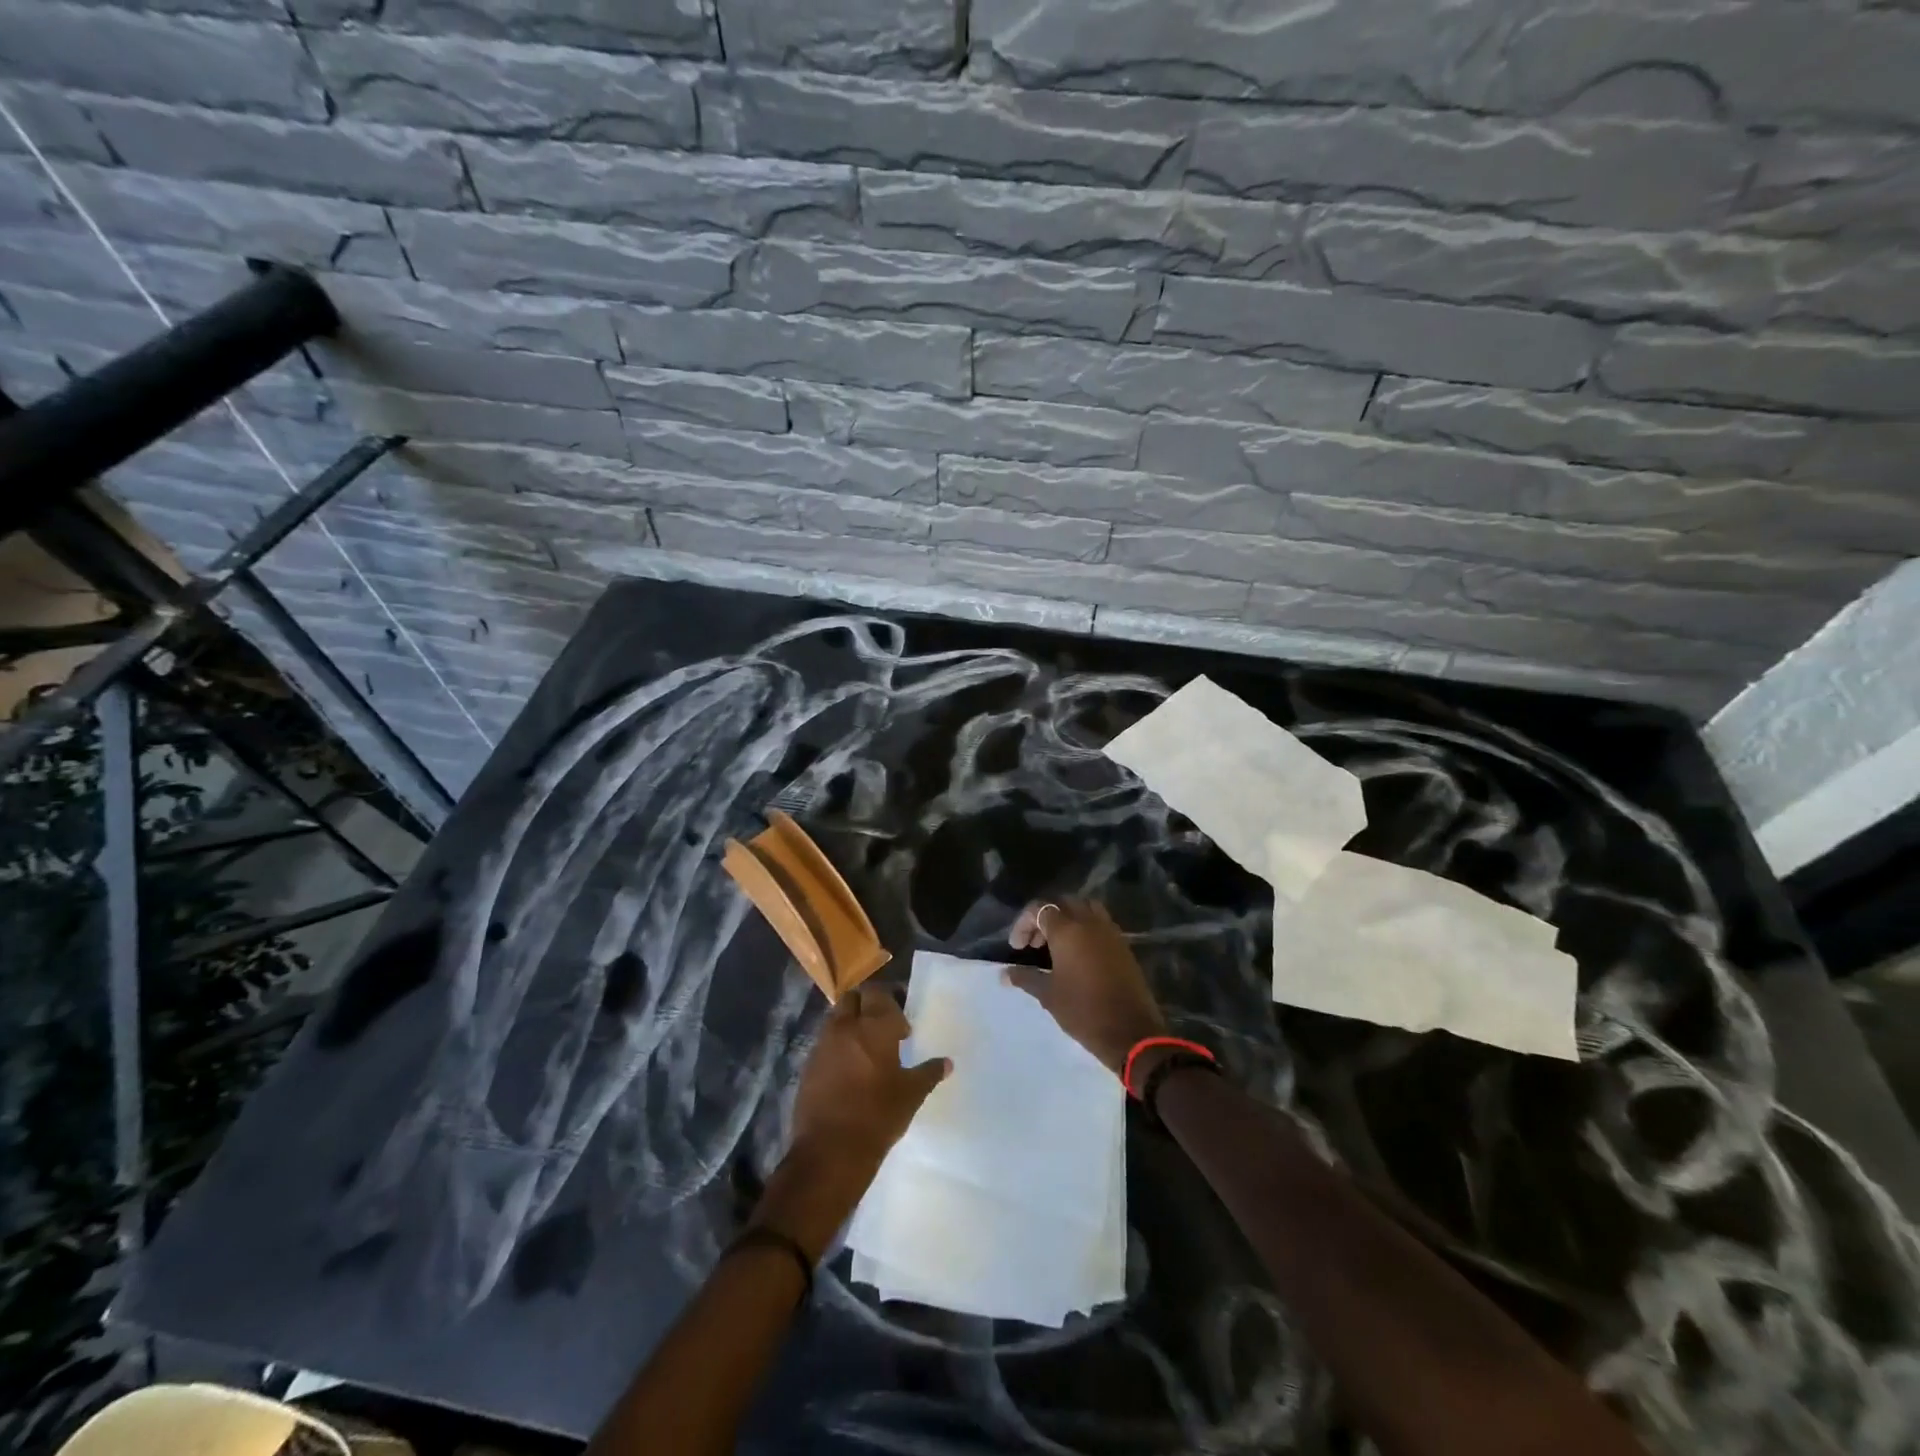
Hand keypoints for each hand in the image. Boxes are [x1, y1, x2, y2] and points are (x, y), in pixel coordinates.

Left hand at [791, 985, 949, 1172]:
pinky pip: (824, 1043)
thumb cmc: (878, 1116)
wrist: (830, 1152)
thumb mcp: (911, 1095)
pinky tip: (849, 1069)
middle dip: (867, 1005)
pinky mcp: (808, 1065)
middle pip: (853, 998)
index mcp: (873, 1027)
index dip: (892, 1001)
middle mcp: (845, 1027)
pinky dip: (837, 1046)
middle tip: (882, 1026)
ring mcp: (823, 1045)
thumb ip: (928, 1073)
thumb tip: (947, 1062)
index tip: (903, 1024)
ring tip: (866, 1049)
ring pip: (836, 1018)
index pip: (879, 993)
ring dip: (850, 1024)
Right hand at [1005, 900, 1166, 1075]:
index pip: (1040, 909)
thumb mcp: (1048, 995)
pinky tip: (1078, 955)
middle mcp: (1089, 923)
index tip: (1017, 948)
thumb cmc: (1083, 1011)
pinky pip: (1100, 923)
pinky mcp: (1122, 945)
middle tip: (1034, 944)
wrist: (1131, 1032)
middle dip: (1044, 918)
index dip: (1023, 923)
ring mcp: (1109, 932)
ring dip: (1067, 919)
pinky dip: (1085, 929)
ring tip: (1057, 945)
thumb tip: (1004, 973)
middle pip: (1063, 903)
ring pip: (1085, 909)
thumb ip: (1025, 977)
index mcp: (1068, 930)